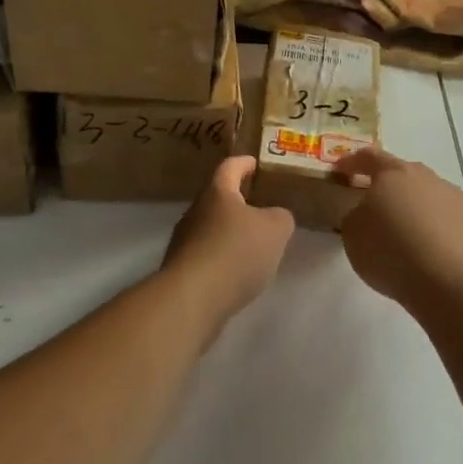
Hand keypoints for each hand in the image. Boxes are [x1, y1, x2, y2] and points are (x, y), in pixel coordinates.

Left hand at [165, 156, 294, 325]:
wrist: (191, 299)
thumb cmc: (236, 252)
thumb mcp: (275, 230)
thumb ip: (281, 217)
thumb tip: (275, 217)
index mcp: (217, 193)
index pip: (230, 167)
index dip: (244, 163)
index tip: (255, 164)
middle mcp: (195, 211)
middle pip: (217, 198)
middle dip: (238, 201)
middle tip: (260, 207)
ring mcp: (184, 241)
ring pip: (211, 228)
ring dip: (230, 232)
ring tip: (253, 243)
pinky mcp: (181, 270)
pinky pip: (207, 254)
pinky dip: (223, 257)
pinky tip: (237, 272)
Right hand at [331, 148, 462, 306]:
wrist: (449, 283)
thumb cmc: (391, 251)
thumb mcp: (352, 234)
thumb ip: (355, 214)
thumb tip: (367, 212)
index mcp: (394, 173)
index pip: (369, 157)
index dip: (352, 162)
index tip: (341, 171)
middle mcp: (426, 177)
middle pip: (402, 174)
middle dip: (386, 186)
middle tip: (373, 204)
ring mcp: (453, 198)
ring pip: (426, 195)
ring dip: (412, 206)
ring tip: (402, 232)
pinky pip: (444, 219)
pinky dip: (432, 228)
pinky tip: (426, 250)